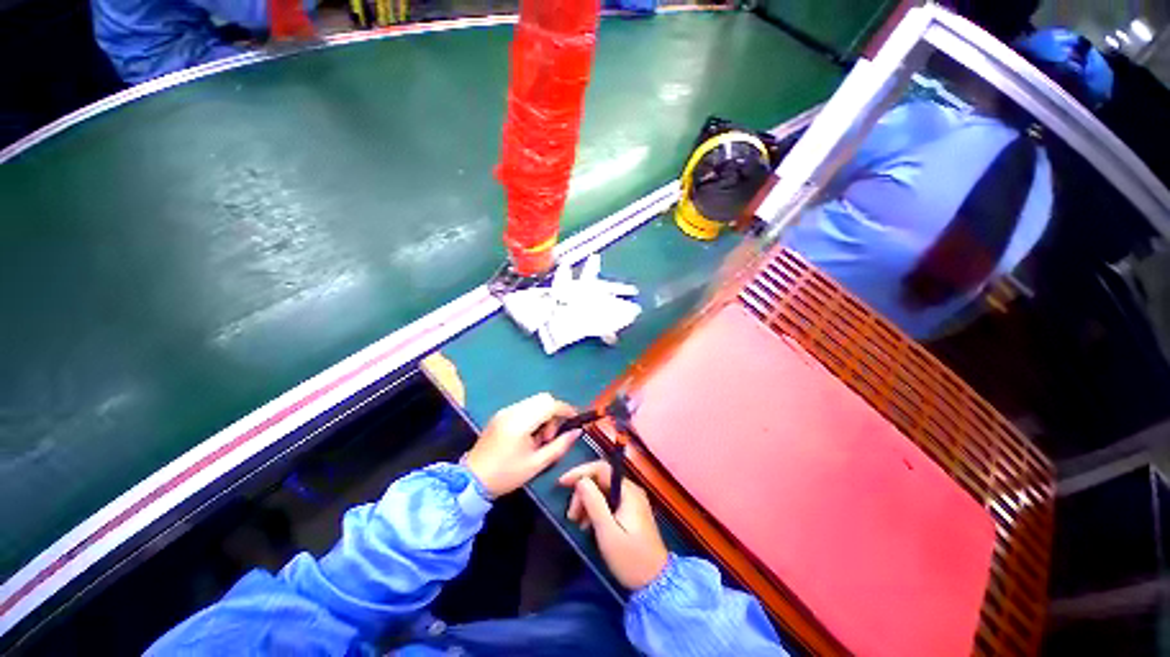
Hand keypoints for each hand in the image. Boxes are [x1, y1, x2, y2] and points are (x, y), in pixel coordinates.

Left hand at [465, 393, 578, 497]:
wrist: (471, 481)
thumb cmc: (506, 475)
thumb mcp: (536, 464)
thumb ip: (559, 446)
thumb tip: (577, 432)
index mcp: (521, 421)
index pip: (550, 404)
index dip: (566, 410)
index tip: (574, 421)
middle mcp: (512, 410)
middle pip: (543, 398)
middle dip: (554, 412)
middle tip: (551, 436)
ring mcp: (505, 411)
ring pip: (534, 401)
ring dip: (544, 414)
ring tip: (539, 439)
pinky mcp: (500, 415)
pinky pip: (524, 407)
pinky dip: (533, 415)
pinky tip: (529, 436)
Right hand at [558, 460, 669, 590]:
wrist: (655, 584)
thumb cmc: (631, 559)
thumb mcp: (608, 532)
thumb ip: (594, 503)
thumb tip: (581, 481)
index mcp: (628, 491)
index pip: (601, 468)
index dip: (580, 472)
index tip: (562, 483)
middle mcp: (631, 490)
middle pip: (600, 479)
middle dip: (582, 493)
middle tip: (571, 516)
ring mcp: (632, 501)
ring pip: (602, 490)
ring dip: (587, 502)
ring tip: (578, 524)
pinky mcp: (630, 512)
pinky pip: (608, 501)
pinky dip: (595, 510)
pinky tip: (588, 526)